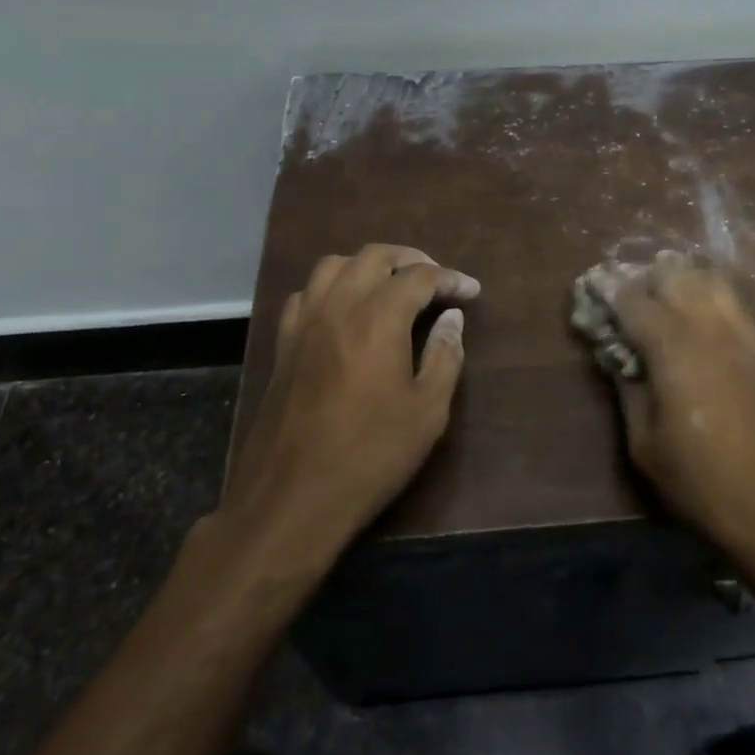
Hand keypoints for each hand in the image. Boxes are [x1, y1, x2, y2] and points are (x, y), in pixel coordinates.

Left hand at [221, 244, 479, 569]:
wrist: (291, 498)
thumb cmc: (370, 455)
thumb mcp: (427, 412)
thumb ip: (444, 355)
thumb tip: (452, 318)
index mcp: (378, 318)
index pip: (421, 277)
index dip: (451, 279)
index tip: (471, 291)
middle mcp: (338, 306)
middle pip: (375, 256)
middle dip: (411, 260)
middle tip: (436, 280)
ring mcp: (305, 323)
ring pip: (334, 264)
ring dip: (368, 265)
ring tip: (390, 285)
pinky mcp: (283, 343)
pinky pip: (306, 293)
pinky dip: (331, 287)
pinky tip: (344, 310)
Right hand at [610, 253, 754, 563]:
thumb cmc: (701, 483)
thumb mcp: (644, 444)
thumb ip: (627, 390)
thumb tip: (617, 357)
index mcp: (673, 349)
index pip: (633, 301)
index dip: (608, 294)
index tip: (590, 296)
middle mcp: (709, 329)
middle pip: (674, 275)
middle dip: (644, 279)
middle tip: (625, 302)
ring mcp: (742, 336)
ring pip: (709, 280)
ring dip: (679, 280)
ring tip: (660, 303)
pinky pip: (732, 303)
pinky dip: (708, 296)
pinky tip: (695, 320)